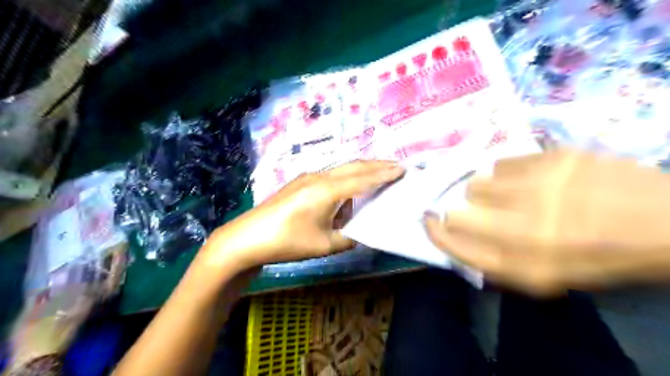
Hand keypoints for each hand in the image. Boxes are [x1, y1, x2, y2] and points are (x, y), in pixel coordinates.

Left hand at [203, 160, 402, 269]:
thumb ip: (350, 237)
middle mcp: (319, 177)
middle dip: (377, 165)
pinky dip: (347, 177)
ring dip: (362, 169)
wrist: (248, 237)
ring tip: (379, 173)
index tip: (403, 169)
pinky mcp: (300, 183)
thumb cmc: (288, 242)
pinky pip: (330, 175)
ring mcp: (307, 177)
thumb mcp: (325, 245)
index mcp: (328, 190)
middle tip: (397, 166)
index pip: (363, 178)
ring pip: (342, 168)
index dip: (384, 174)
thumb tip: (361, 230)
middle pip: (354, 166)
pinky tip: (350, 189)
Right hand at [427, 149, 669, 294]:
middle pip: (460, 213)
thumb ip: (495, 262)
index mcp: (524, 263)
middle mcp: (526, 227)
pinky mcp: (552, 158)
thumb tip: (456, 238)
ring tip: (508, 193)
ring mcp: (539, 188)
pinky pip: (501, 163)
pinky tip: (527, 178)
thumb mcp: (545, 278)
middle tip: (477, 211)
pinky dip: (505, 173)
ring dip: (484, 192)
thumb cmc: (597, 256)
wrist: (665, 222)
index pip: (456, 246)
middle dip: (461, 213)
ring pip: (477, 183)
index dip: (436, 233)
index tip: (428, 221)